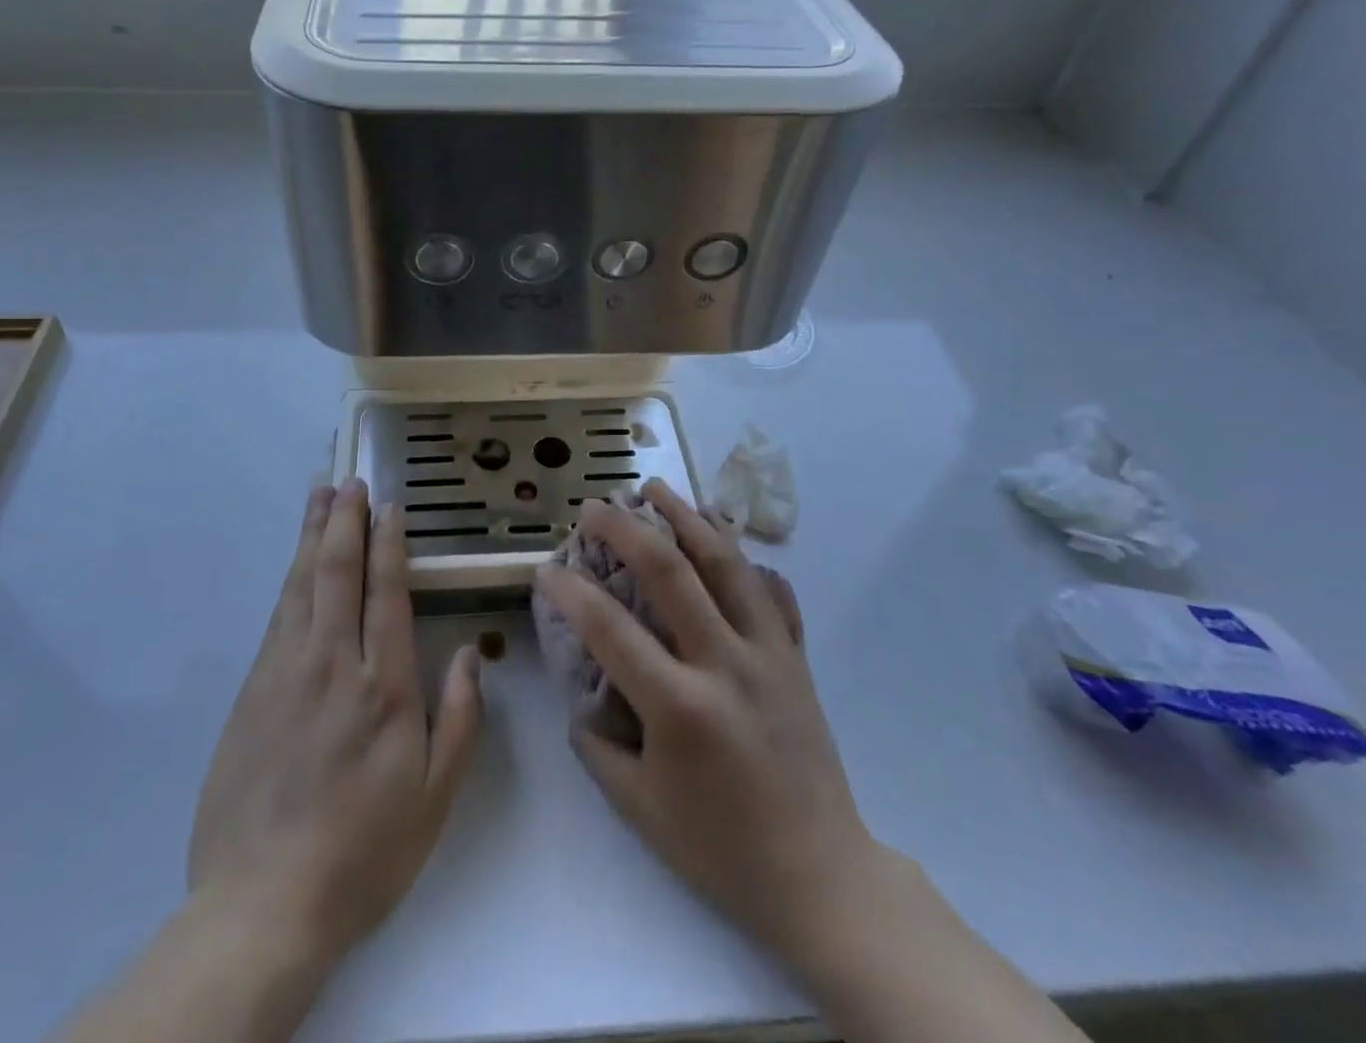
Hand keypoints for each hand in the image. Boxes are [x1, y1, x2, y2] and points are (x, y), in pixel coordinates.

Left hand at [188, 479, 484, 970]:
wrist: (261, 903)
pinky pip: (275, 618)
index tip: (389, 505)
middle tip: (348, 480)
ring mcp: (284, 674)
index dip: (388, 543)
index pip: (385, 593)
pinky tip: (294, 564)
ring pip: (299, 586)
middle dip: (344, 521)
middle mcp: (331, 665)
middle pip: (336, 574)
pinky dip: (288, 580)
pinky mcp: (251, 692)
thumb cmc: (364, 850)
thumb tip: (469, 653)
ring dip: (311, 536)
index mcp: (382, 687)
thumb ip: (459, 719)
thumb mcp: (435, 796)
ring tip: (318, 497)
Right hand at [533, 479, 875, 975]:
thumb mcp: (638, 807)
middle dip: (625, 528)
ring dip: (686, 517)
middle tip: (594, 506)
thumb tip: (580, 693)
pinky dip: (742, 555)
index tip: (544, 570)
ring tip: (656, 488)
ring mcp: (768, 652)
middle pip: (670, 571)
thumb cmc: (720, 849)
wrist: (820, 876)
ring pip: (726, 562)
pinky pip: (769, 589)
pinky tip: (721, 536)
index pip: (609, 628)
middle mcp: (726, 663)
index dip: (569, 591)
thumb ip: (596, 744)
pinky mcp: (796, 655)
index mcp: (680, 707)